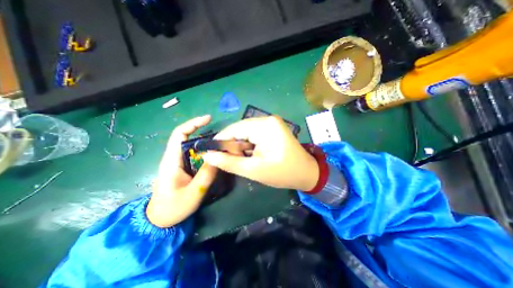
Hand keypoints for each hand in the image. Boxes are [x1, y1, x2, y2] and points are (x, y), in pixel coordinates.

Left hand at [145, 115, 216, 227]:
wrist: (159, 220)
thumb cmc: (172, 208)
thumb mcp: (193, 193)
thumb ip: (206, 175)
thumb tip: (218, 157)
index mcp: (172, 160)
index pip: (180, 134)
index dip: (193, 123)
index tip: (209, 119)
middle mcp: (174, 157)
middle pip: (188, 137)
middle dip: (204, 133)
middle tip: (222, 137)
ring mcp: (178, 162)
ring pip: (193, 146)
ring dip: (206, 143)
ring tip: (221, 145)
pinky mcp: (183, 167)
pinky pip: (195, 155)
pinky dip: (205, 152)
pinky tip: (214, 156)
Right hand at [202, 116, 319, 192]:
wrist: (307, 173)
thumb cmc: (283, 173)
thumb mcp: (253, 170)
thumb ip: (229, 162)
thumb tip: (207, 156)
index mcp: (265, 126)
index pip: (234, 128)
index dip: (221, 140)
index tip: (212, 153)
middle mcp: (268, 119)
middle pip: (240, 129)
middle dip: (233, 145)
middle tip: (233, 161)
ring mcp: (271, 123)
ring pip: (246, 132)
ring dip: (241, 146)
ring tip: (246, 160)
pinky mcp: (273, 129)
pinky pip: (254, 134)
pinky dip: (249, 145)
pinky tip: (252, 155)